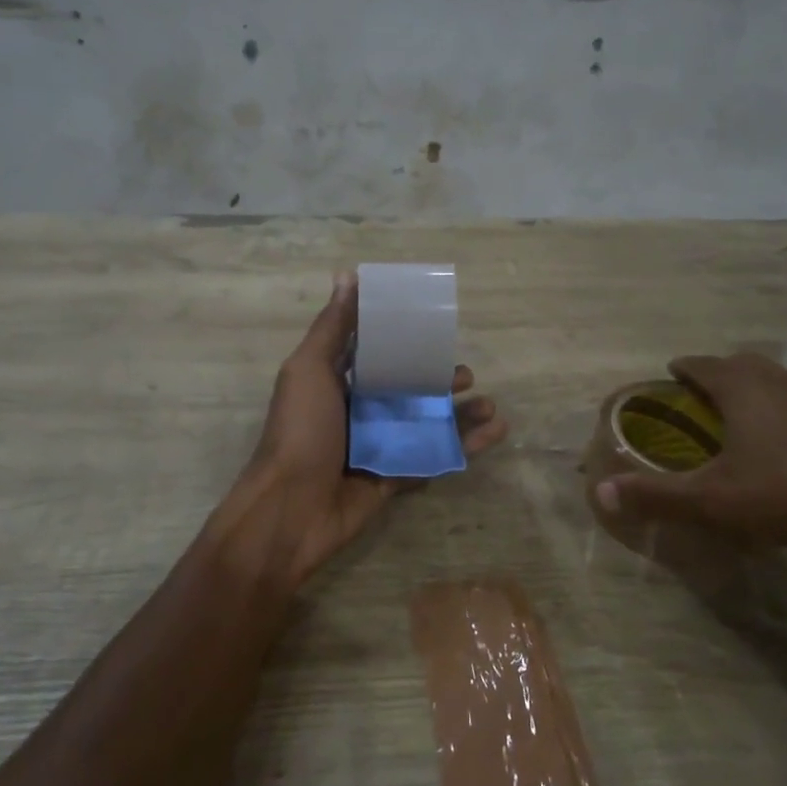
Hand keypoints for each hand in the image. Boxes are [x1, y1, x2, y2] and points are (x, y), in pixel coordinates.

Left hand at [228, 272, 506, 585]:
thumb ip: (332, 327)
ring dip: (460, 414)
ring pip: (426, 423)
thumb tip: (347, 275)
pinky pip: (434, 457)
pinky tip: (496, 432)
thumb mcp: (310, 370)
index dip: (405, 341)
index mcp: (337, 382)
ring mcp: (379, 446)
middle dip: (438, 381)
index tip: (435, 327)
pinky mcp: (395, 477)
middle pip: (407, 389)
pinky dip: (465, 446)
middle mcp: (359, 411)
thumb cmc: (300, 431)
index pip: (376, 354)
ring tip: (490, 406)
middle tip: (466, 375)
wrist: (290, 510)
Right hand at [593, 353, 786, 592]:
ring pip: (785, 378)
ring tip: (755, 413)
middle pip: (744, 364)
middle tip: (708, 397)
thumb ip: (657, 496)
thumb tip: (601, 493)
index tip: (672, 373)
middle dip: (722, 374)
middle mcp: (783, 380)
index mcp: (743, 388)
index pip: (702, 364)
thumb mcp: (715, 501)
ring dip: (765, 388)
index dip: (684, 368)